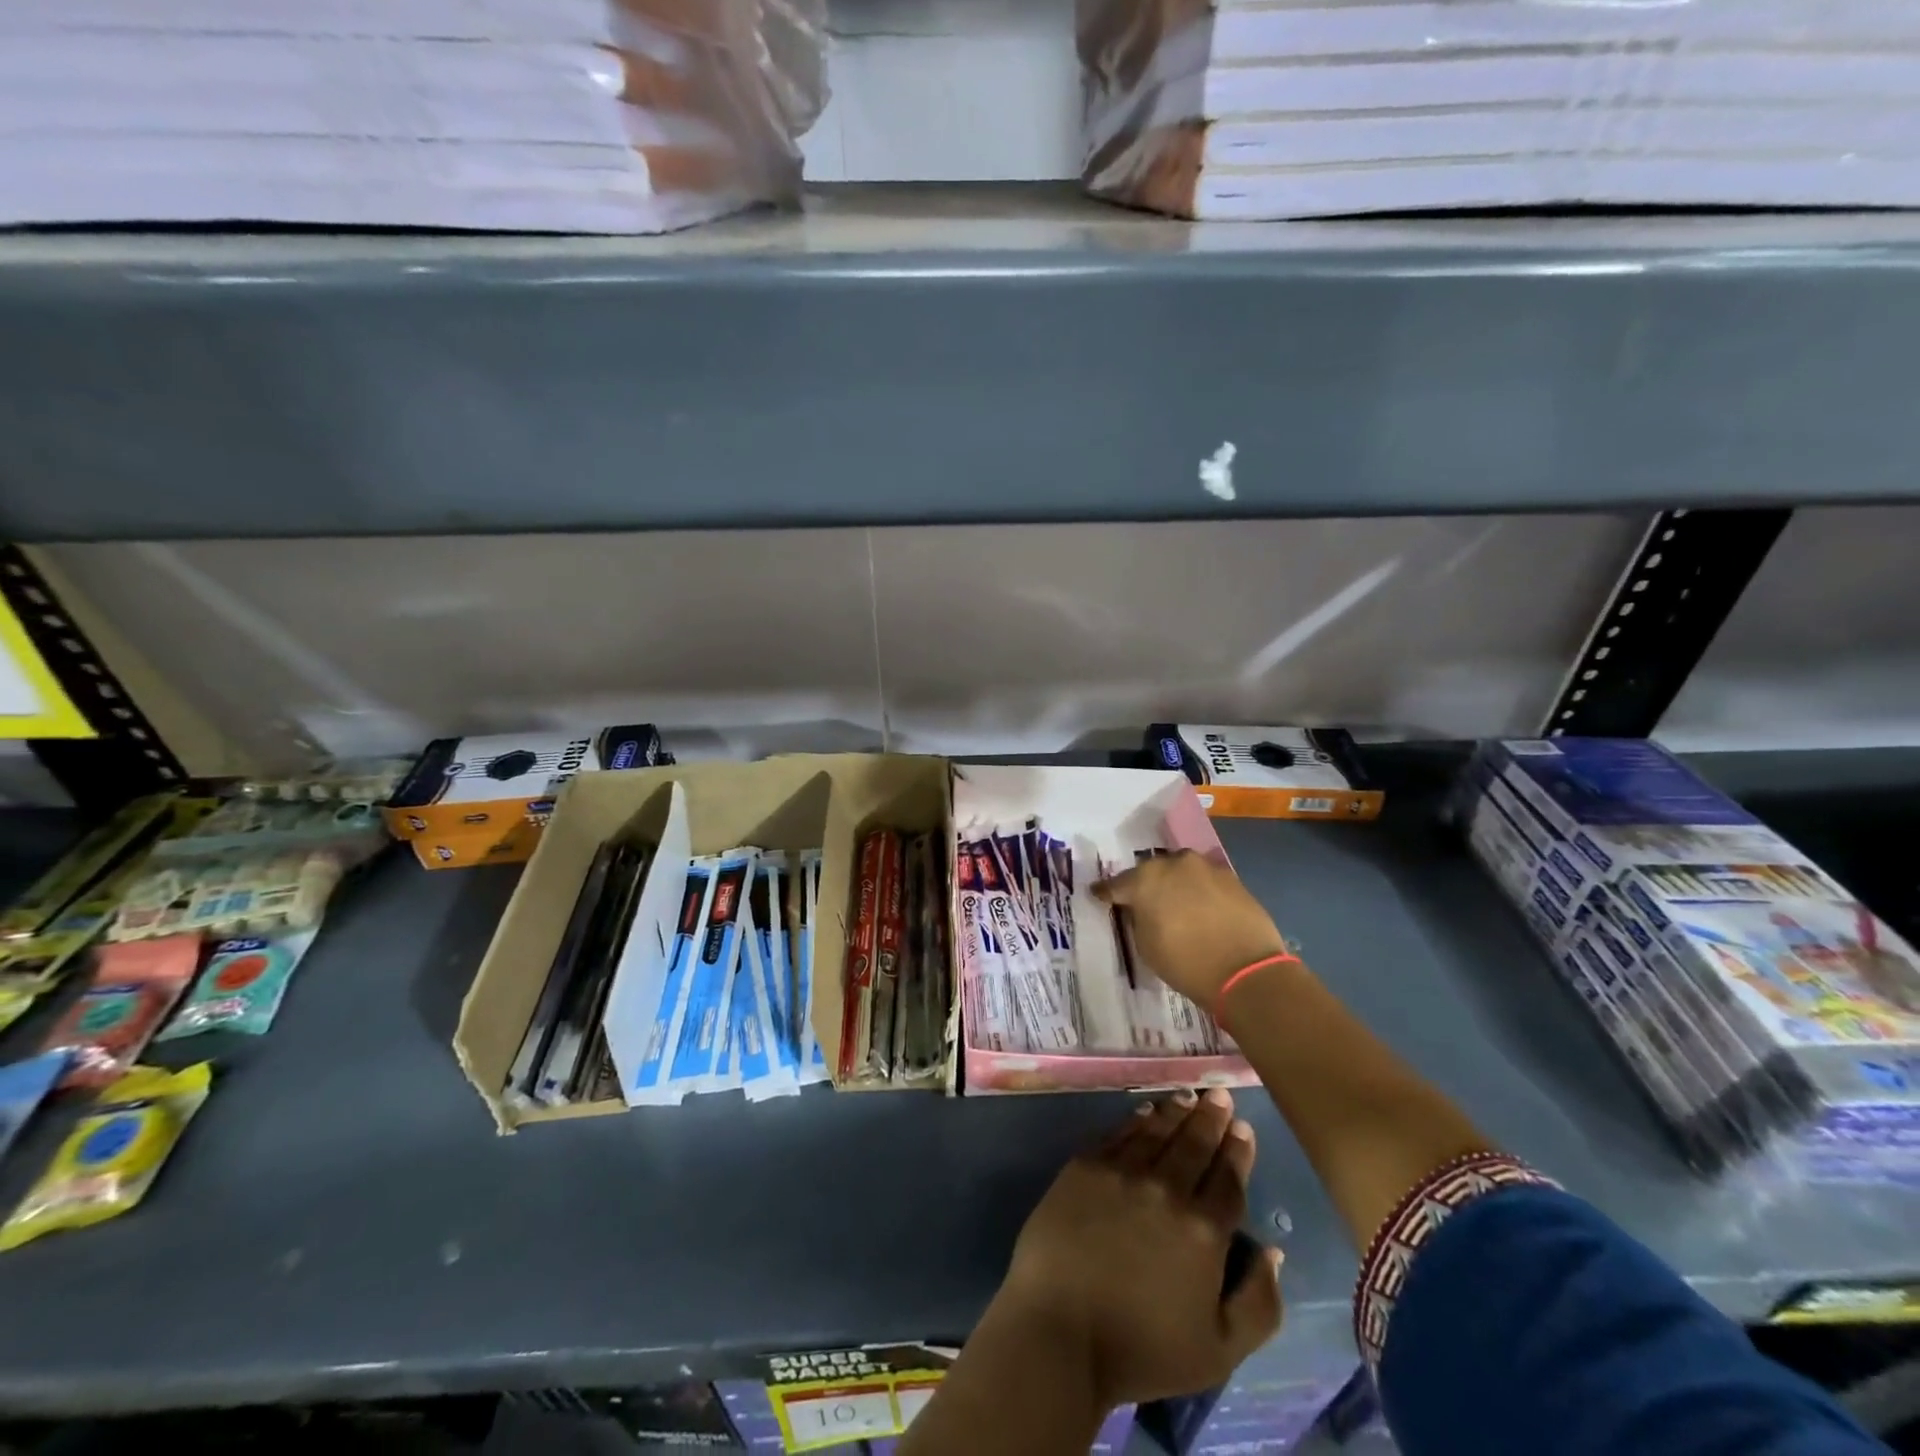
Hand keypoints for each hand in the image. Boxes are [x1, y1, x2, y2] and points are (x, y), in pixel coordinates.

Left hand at [993, 1089, 1284, 1408]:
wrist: (1060, 1330)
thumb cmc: (1142, 1349)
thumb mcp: (1220, 1351)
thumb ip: (1258, 1303)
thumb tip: (1273, 1252)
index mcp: (1203, 1231)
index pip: (1228, 1179)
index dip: (1238, 1151)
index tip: (1242, 1127)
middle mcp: (1166, 1188)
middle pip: (1195, 1144)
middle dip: (1211, 1117)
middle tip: (1219, 1094)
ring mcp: (1122, 1171)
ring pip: (1157, 1130)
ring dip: (1177, 1111)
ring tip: (1188, 1096)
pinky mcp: (1085, 1166)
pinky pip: (1119, 1133)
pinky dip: (1137, 1119)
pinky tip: (1146, 1112)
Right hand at [1093, 850, 1290, 1005]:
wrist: (1246, 971)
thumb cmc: (1186, 963)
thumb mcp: (1146, 946)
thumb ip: (1138, 918)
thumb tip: (1141, 909)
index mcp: (1145, 879)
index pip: (1116, 884)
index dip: (1106, 893)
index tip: (1098, 895)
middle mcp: (1173, 863)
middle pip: (1151, 871)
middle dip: (1145, 885)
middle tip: (1144, 903)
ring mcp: (1205, 867)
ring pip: (1180, 871)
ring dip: (1174, 884)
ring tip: (1176, 904)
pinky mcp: (1231, 877)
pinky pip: (1205, 880)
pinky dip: (1199, 891)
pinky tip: (1201, 909)